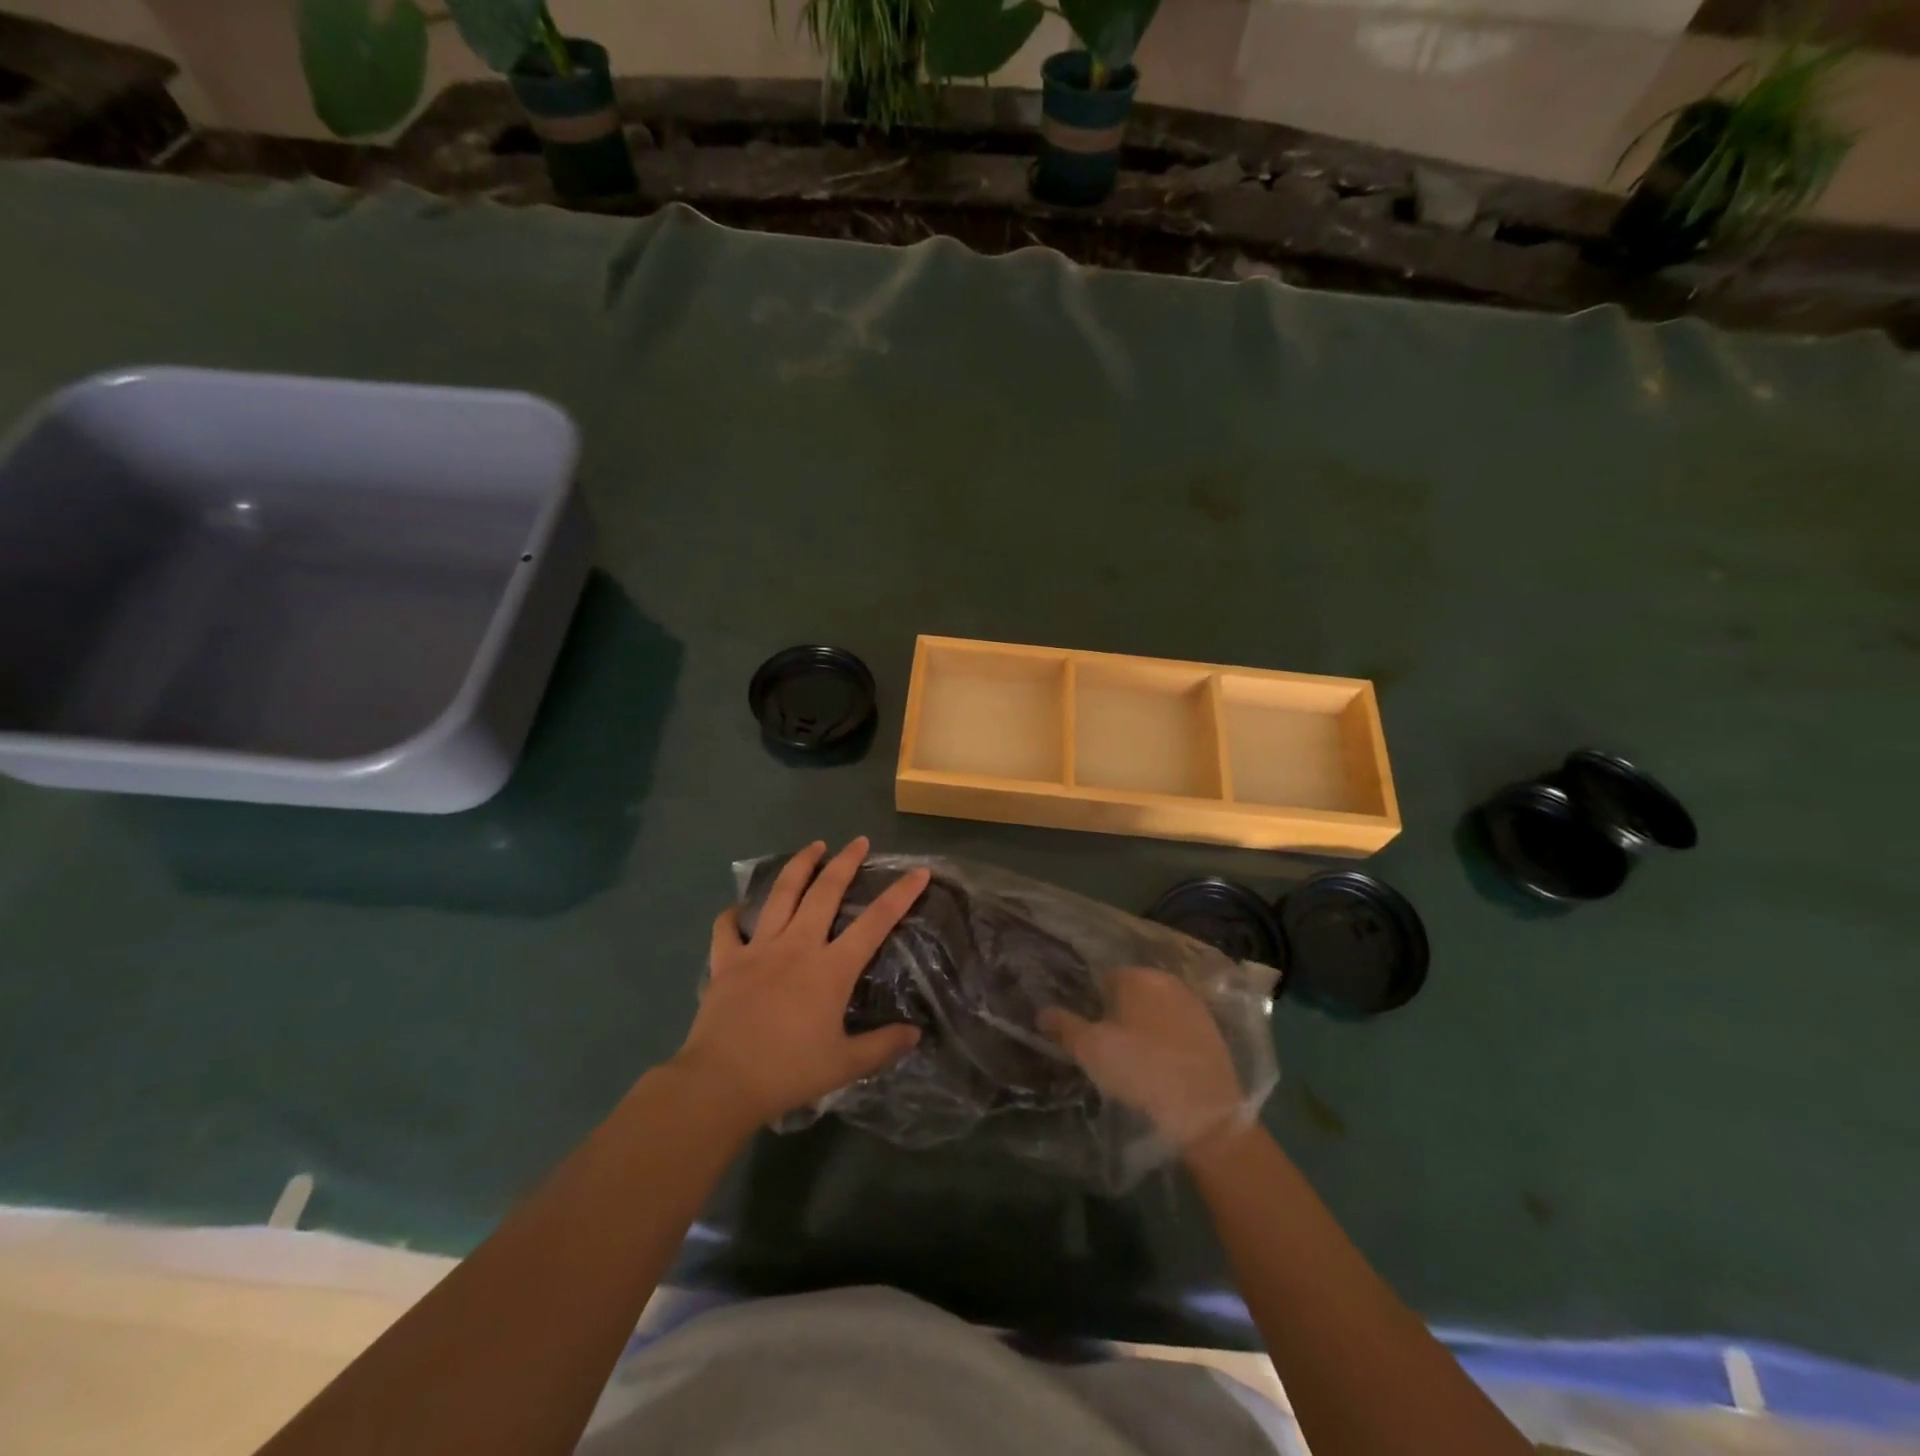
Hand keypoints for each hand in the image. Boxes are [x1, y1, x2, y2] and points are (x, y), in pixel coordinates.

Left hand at [672, 838, 928, 1131]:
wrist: (721, 1083)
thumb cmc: (788, 1072)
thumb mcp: (844, 1065)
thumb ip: (882, 1046)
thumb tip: (915, 1034)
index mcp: (831, 968)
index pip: (875, 922)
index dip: (900, 895)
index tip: (918, 872)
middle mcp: (797, 946)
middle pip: (825, 892)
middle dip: (845, 862)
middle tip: (859, 841)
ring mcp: (759, 949)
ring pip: (781, 894)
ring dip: (800, 866)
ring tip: (813, 846)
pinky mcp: (727, 961)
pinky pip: (728, 928)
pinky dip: (733, 915)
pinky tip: (738, 909)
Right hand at [1040, 967, 1246, 1152]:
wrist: (1204, 1110)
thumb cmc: (1140, 1070)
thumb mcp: (1091, 1051)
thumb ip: (1064, 1027)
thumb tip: (1041, 1012)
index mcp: (1136, 977)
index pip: (1107, 979)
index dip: (1096, 1004)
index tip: (1093, 1032)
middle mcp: (1167, 981)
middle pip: (1135, 991)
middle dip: (1123, 1011)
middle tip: (1113, 1046)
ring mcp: (1194, 1004)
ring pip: (1159, 1008)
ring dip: (1148, 1025)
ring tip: (1139, 1059)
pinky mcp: (1213, 1030)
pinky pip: (1180, 1027)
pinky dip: (1171, 1040)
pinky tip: (1165, 1066)